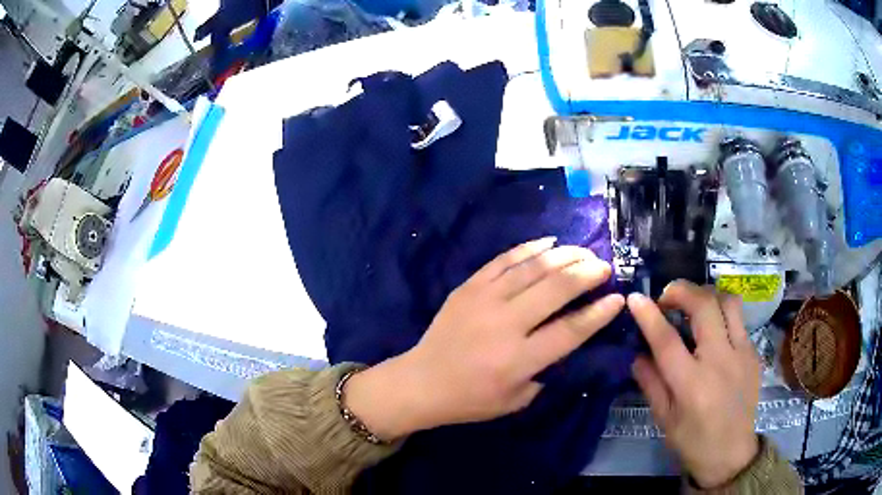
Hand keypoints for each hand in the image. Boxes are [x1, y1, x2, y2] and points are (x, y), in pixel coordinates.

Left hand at [345, 238, 624, 440]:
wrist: (422, 382)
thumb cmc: (471, 399)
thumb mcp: (517, 399)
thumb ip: (547, 371)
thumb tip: (569, 337)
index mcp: (519, 359)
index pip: (570, 330)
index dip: (598, 313)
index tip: (618, 298)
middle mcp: (505, 324)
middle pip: (556, 289)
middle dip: (587, 273)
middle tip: (604, 266)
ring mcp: (484, 299)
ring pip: (533, 267)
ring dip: (564, 256)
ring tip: (584, 252)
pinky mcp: (468, 286)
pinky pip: (504, 259)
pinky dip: (530, 248)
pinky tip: (549, 242)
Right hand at [628, 281, 760, 488]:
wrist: (731, 454)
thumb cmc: (693, 441)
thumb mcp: (664, 419)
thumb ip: (651, 383)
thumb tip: (637, 353)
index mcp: (692, 385)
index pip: (667, 340)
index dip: (649, 315)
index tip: (635, 298)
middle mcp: (720, 361)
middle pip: (704, 306)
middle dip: (682, 291)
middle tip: (667, 298)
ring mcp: (742, 353)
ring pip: (728, 302)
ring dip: (707, 295)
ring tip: (693, 306)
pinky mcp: (754, 353)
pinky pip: (739, 320)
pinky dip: (722, 315)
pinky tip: (713, 331)